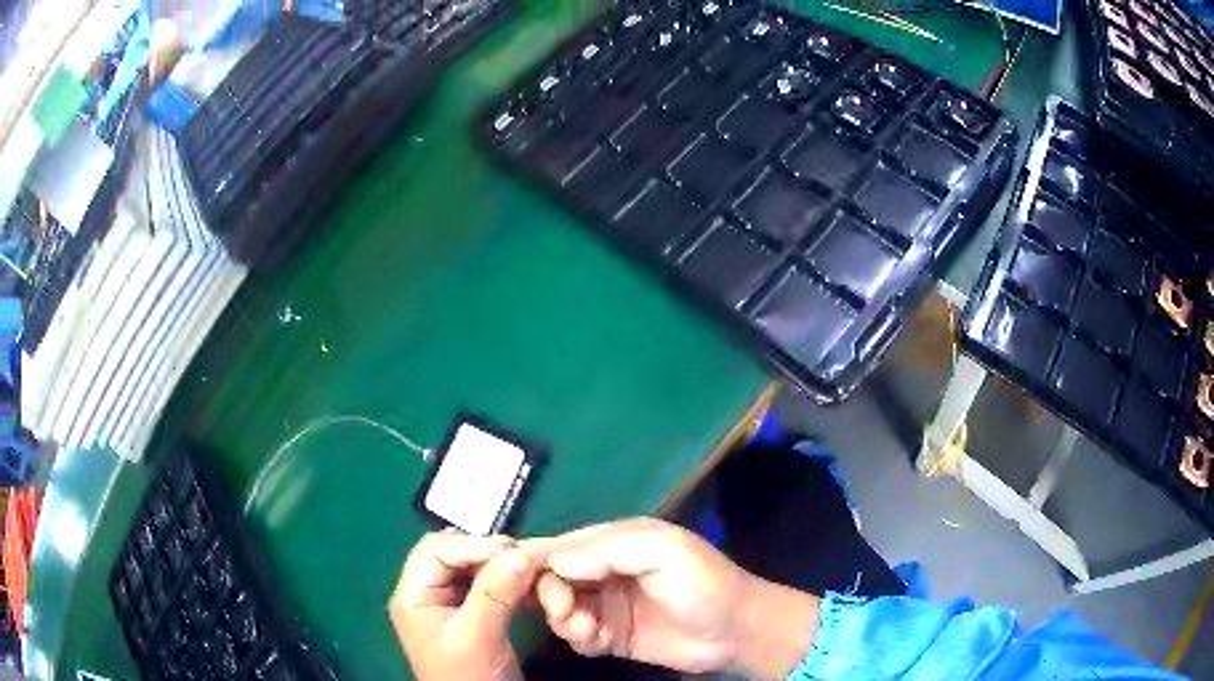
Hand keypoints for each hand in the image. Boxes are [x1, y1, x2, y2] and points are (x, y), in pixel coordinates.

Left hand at [389, 532, 537, 680]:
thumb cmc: (469, 678)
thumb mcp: (479, 637)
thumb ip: (495, 593)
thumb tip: (521, 551)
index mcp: (413, 595)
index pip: (436, 550)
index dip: (473, 545)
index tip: (515, 550)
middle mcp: (425, 594)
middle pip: (451, 554)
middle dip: (486, 552)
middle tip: (524, 557)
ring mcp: (445, 605)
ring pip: (469, 568)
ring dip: (497, 565)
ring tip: (527, 568)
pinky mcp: (467, 616)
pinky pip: (483, 585)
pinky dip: (503, 580)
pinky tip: (523, 584)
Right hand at [524, 518, 819, 678]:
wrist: (735, 632)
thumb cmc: (704, 584)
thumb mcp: (665, 552)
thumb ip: (610, 549)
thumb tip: (555, 559)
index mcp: (615, 541)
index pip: (561, 545)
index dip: (534, 558)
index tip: (509, 574)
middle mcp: (604, 570)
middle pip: (551, 579)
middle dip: (549, 595)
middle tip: (567, 611)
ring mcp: (606, 605)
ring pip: (559, 610)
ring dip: (564, 620)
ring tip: (590, 630)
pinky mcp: (610, 635)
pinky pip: (576, 636)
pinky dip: (580, 639)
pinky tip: (600, 642)